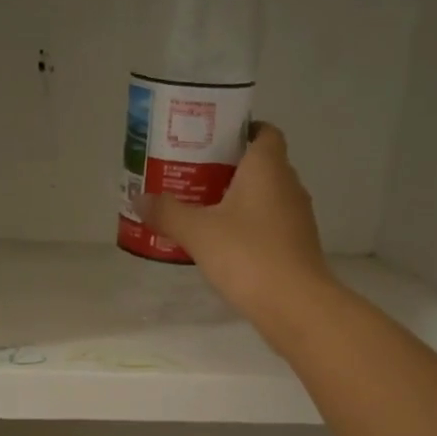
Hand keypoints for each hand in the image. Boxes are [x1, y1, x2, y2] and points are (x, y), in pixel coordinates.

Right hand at [141, 124, 331, 324]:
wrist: (294, 304)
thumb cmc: (247, 254)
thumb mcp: (198, 232)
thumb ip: (167, 212)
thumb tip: (139, 198)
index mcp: (268, 167)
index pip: (263, 131)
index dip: (239, 131)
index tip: (210, 142)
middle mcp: (288, 184)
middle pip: (260, 164)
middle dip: (229, 169)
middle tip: (193, 177)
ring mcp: (297, 217)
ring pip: (265, 197)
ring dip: (238, 200)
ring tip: (202, 211)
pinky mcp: (297, 246)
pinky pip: (270, 224)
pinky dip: (249, 227)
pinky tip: (223, 244)